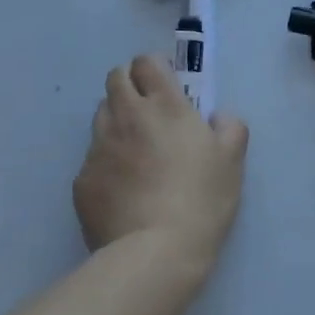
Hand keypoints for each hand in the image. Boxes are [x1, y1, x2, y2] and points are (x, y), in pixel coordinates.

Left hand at [73, 55, 247, 278]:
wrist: (155, 252)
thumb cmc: (201, 200)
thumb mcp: (232, 161)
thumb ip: (230, 127)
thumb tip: (217, 117)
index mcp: (165, 105)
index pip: (146, 62)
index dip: (154, 69)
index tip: (167, 86)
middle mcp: (126, 116)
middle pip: (115, 78)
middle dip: (130, 85)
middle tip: (148, 111)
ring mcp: (99, 147)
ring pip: (100, 115)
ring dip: (116, 120)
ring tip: (135, 150)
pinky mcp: (82, 179)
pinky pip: (92, 157)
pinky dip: (107, 162)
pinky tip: (123, 188)